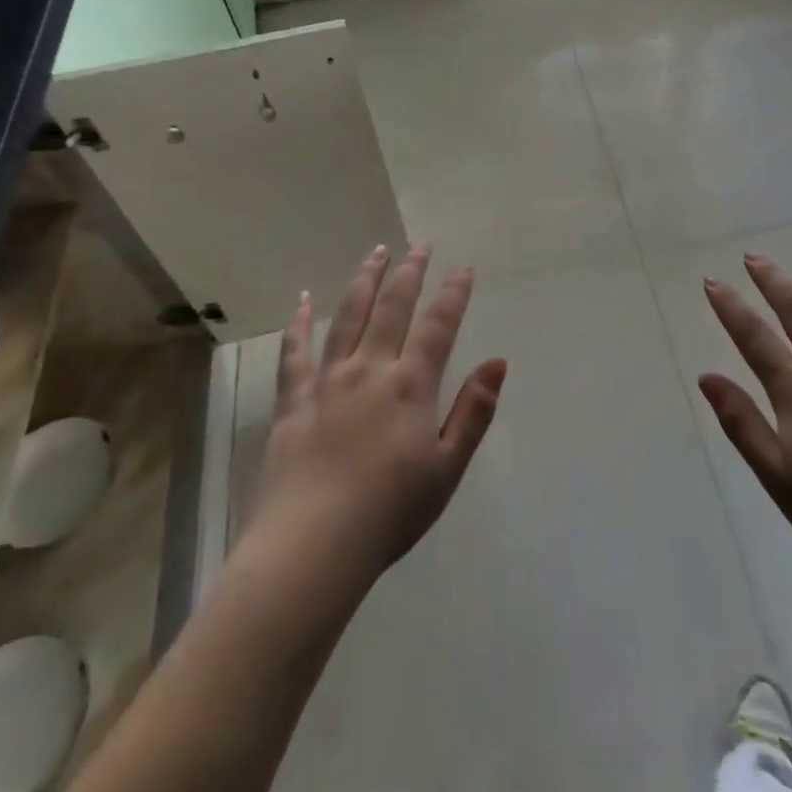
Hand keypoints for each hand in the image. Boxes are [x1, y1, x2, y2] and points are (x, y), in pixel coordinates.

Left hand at [242, 243, 506, 589]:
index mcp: (410, 385)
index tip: (463, 269)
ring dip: (365, 280)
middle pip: (392, 307)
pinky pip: (295, 351)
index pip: (438, 326)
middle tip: (420, 245)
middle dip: (410, 272)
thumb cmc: (390, 512)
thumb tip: (497, 361)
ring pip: (348, 315)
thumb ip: (474, 411)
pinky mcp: (293, 399)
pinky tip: (303, 299)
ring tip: (376, 252)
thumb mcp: (448, 467)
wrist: (312, 545)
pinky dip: (299, 321)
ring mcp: (327, 380)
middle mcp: (369, 369)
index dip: (453, 295)